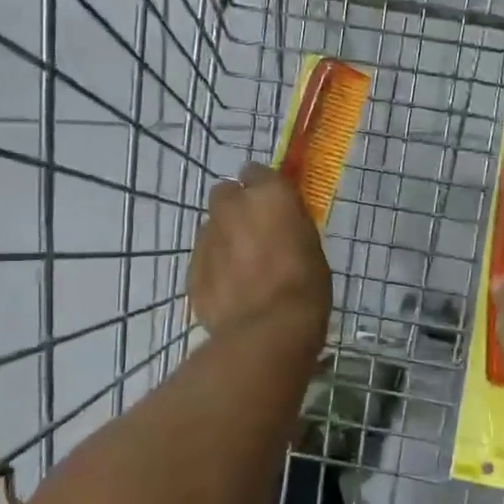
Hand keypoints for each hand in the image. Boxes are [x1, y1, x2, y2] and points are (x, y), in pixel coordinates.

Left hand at [190, 164, 331, 343]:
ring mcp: (207, 237)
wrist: (267, 331)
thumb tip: (278, 221)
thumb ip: (288, 222)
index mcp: (268, 194)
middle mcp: (232, 206)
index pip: (256, 171)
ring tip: (242, 268)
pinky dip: (213, 268)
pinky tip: (230, 291)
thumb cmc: (304, 286)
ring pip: (211, 227)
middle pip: (225, 193)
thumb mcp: (310, 244)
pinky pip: (203, 259)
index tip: (272, 203)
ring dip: (224, 238)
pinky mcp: (192, 268)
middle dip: (236, 207)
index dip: (263, 186)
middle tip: (254, 233)